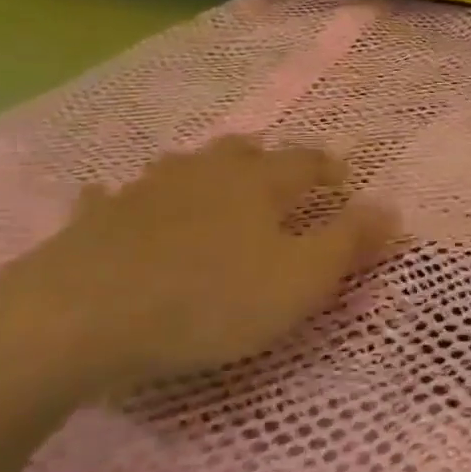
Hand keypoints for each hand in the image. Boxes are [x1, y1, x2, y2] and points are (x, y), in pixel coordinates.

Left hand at [0, 136, 397, 399]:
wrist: (78, 318)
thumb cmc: (209, 300)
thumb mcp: (300, 281)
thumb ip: (349, 243)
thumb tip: (392, 208)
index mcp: (259, 184)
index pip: (307, 163)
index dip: (329, 169)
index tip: (343, 180)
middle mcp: (205, 173)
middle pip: (244, 153)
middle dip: (267, 161)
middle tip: (278, 177)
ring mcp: (145, 191)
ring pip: (185, 167)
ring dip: (206, 173)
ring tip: (214, 188)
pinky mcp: (96, 220)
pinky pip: (113, 198)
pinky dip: (124, 200)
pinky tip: (114, 202)